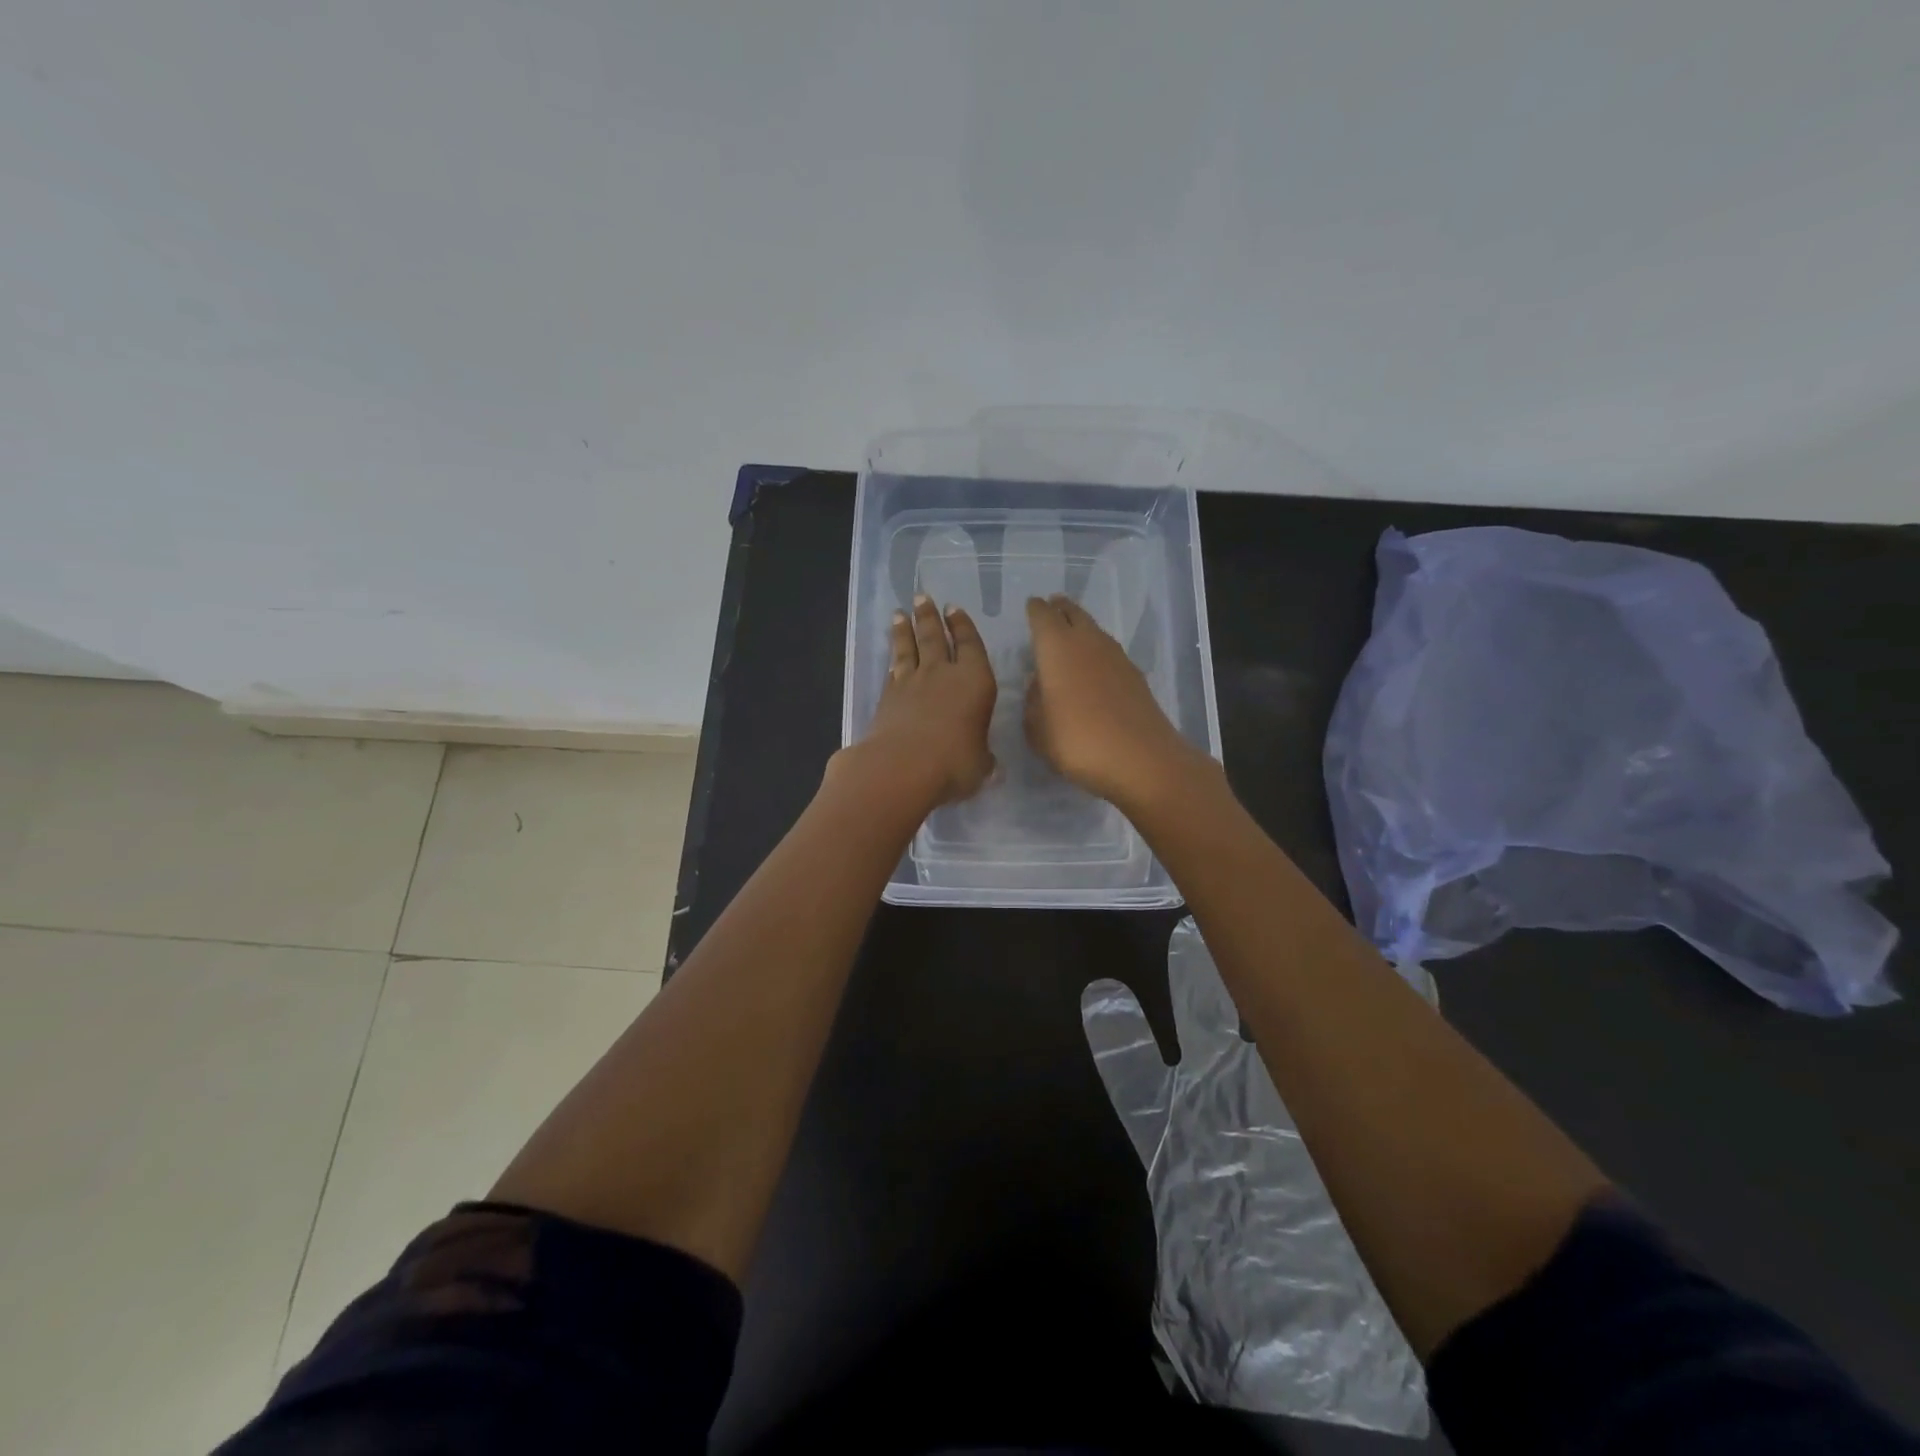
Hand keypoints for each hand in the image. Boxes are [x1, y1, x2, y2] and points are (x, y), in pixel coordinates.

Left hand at [844, 593, 997, 808]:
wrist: (902, 767)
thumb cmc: (954, 763)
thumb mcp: (981, 764)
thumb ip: (982, 757)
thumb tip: (986, 763)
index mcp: (975, 681)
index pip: (970, 645)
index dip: (963, 626)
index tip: (955, 609)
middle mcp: (942, 674)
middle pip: (934, 637)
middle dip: (930, 617)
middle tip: (922, 598)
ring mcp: (911, 683)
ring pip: (908, 648)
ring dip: (905, 630)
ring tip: (901, 614)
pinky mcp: (887, 697)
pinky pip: (892, 671)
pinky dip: (893, 660)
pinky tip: (892, 658)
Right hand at [1024, 593, 1204, 810]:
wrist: (1141, 759)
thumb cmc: (1077, 742)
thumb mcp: (1038, 730)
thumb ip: (1033, 702)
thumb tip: (1038, 684)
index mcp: (1057, 648)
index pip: (1043, 616)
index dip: (1035, 610)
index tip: (1031, 606)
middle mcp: (1087, 642)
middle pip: (1073, 613)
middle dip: (1061, 609)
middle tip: (1052, 607)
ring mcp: (1116, 657)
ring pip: (1094, 630)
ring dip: (1081, 626)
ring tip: (1071, 632)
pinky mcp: (1135, 675)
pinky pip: (1109, 651)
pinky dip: (1098, 650)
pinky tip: (1094, 665)